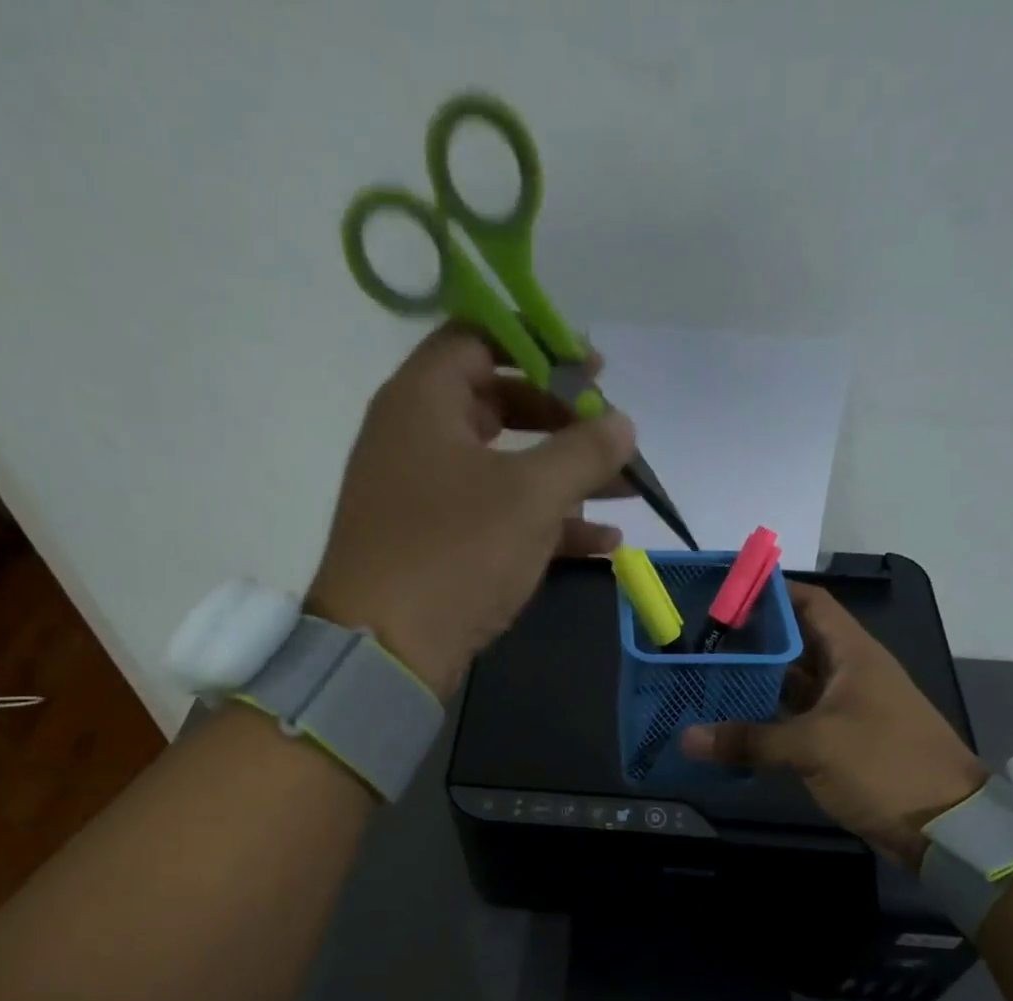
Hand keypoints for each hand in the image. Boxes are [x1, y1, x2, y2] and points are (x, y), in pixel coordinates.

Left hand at [309, 326, 636, 697]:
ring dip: (565, 478)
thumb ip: (582, 451)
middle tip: (610, 434)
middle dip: (562, 421)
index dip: (538, 345)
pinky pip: (497, 517)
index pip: (478, 339)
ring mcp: (425, 496)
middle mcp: (417, 438)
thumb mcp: (531, 496)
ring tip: (626, 493)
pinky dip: (545, 525)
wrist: (386, 650)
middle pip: (498, 404)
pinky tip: (602, 544)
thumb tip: (622, 424)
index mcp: (423, 401)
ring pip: (504, 468)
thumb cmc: (455, 552)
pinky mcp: (436, 544)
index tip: (590, 369)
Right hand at [681, 583, 987, 865]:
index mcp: (852, 654)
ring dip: (754, 684)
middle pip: (793, 644)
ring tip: (704, 679)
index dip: (770, 593)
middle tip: (698, 643)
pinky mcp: (838, 743)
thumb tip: (686, 737)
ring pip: (791, 686)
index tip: (723, 594)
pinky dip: (764, 721)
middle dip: (750, 642)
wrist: (943, 824)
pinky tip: (728, 725)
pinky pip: (793, 721)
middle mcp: (847, 673)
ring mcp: (843, 709)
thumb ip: (749, 739)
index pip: (809, 603)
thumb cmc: (884, 764)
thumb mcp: (815, 746)